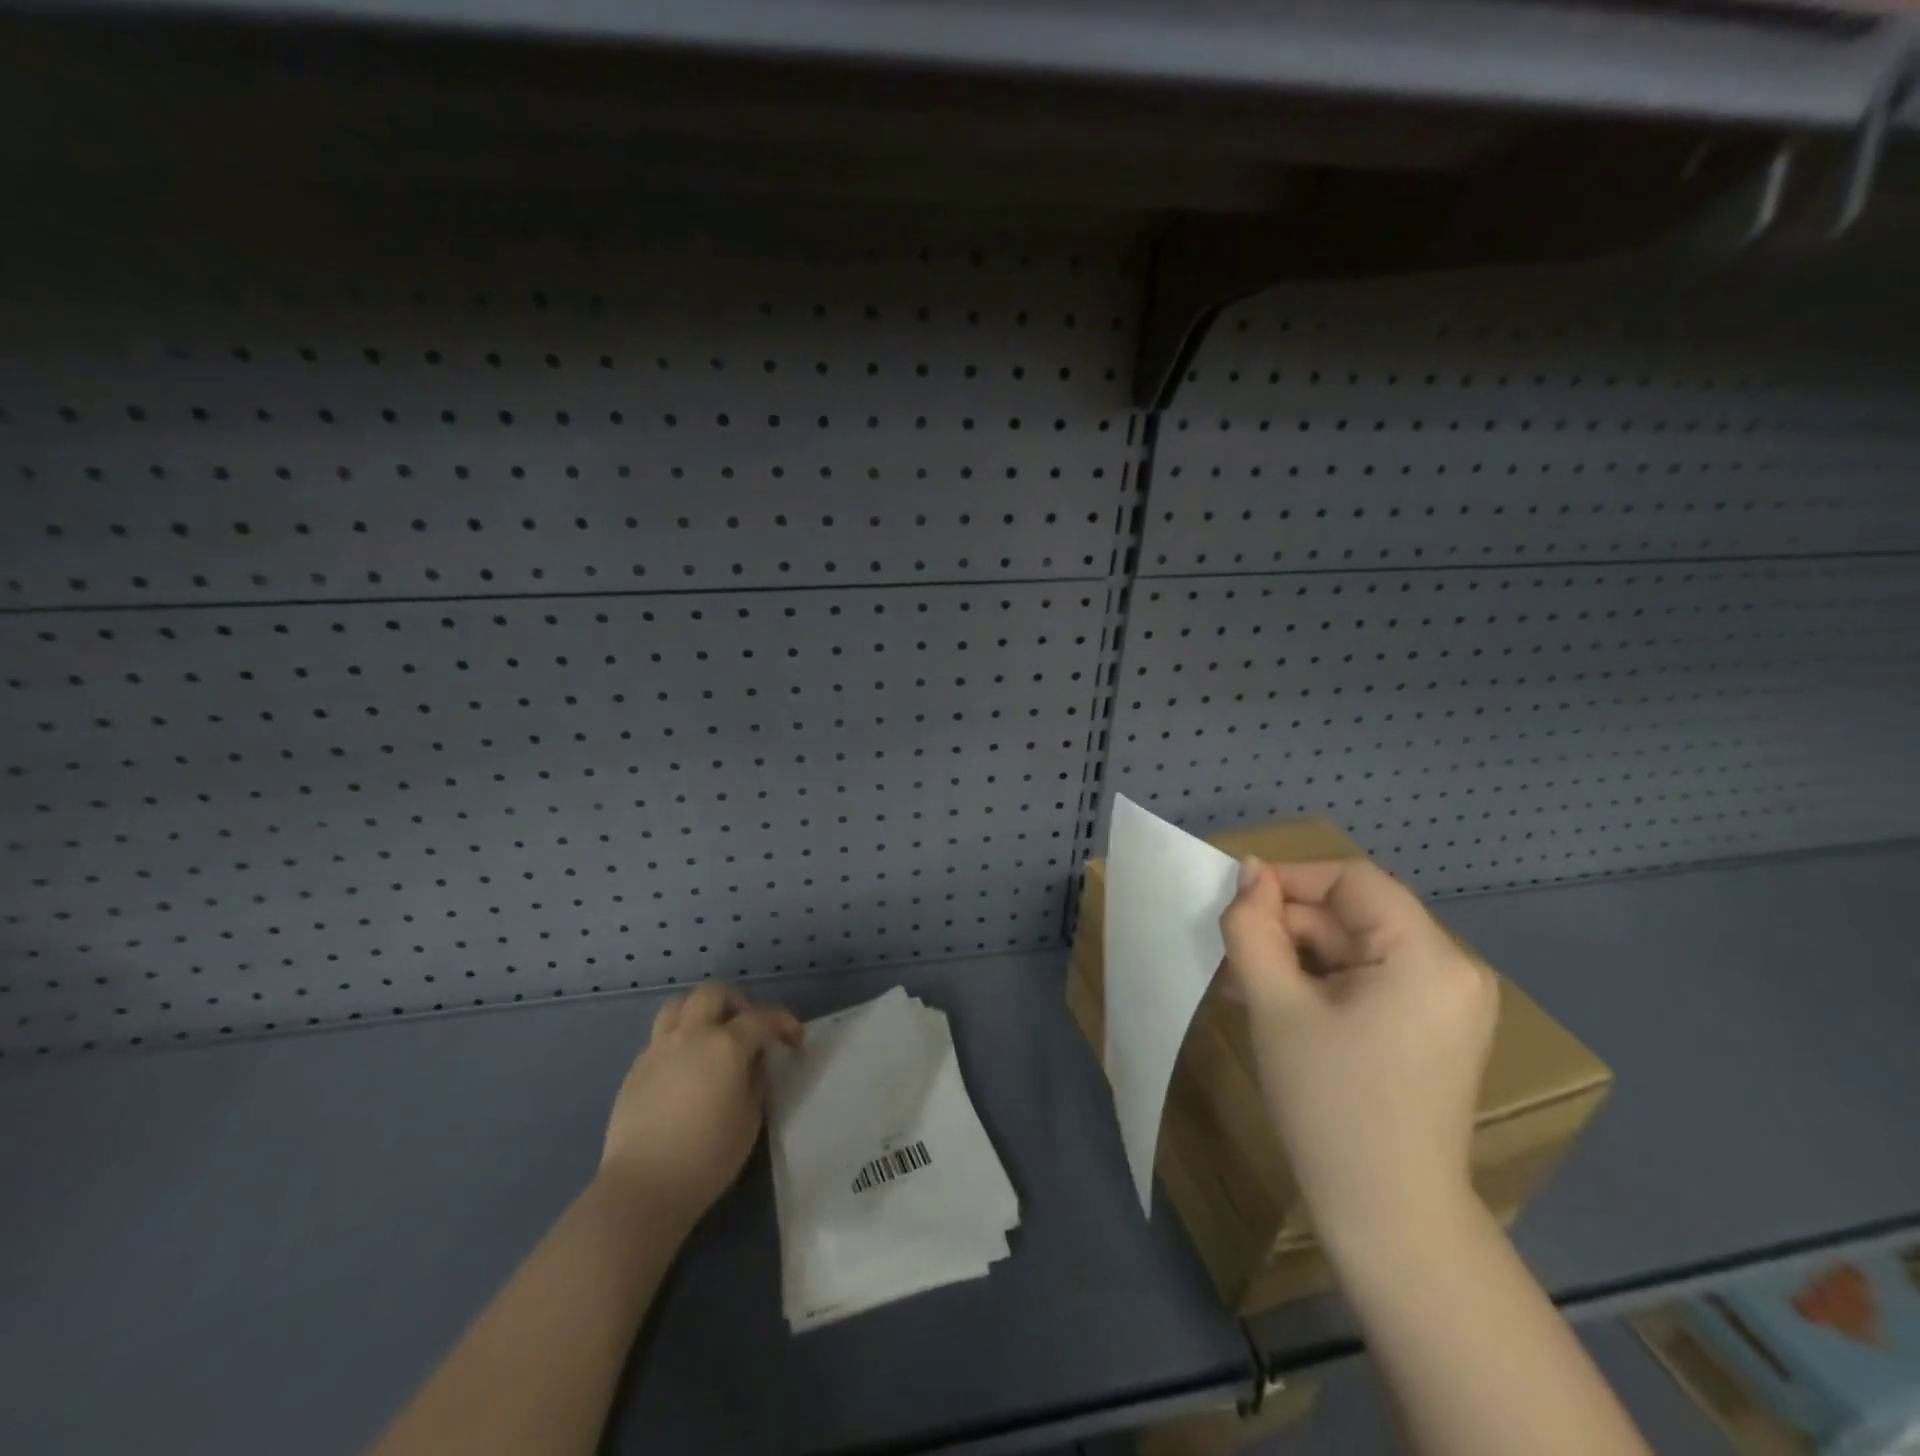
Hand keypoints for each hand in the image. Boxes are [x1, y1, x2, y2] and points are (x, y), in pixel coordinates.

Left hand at [599, 982, 803, 1226]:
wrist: (644, 1187)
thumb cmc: (708, 1156)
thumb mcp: (750, 1118)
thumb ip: (756, 1079)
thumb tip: (753, 1061)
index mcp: (726, 1044)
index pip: (762, 1017)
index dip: (784, 1023)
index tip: (795, 1040)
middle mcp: (691, 1035)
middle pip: (713, 992)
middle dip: (737, 1001)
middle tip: (747, 1027)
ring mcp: (659, 1049)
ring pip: (678, 1005)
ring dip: (700, 1010)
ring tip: (710, 1035)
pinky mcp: (636, 1069)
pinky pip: (660, 1037)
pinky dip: (678, 1039)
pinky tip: (685, 1068)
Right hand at [1219, 856, 1496, 1251]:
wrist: (1389, 1220)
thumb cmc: (1329, 1104)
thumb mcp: (1275, 1005)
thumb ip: (1253, 928)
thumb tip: (1248, 871)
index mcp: (1429, 957)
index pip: (1352, 879)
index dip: (1289, 879)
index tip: (1236, 904)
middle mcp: (1453, 970)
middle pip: (1354, 916)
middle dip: (1288, 929)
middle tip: (1231, 958)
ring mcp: (1447, 1003)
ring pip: (1355, 949)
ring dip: (1296, 958)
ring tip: (1242, 986)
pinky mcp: (1433, 1029)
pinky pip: (1369, 981)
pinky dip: (1321, 984)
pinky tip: (1276, 1006)